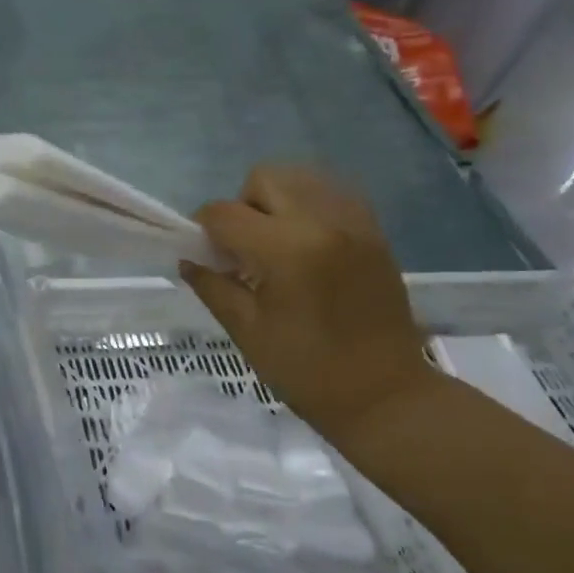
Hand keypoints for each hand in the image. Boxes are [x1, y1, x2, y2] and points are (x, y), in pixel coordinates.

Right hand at [180, 166, 437, 442]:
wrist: (385, 395)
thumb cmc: (307, 370)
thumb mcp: (247, 331)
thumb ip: (213, 287)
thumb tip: (188, 260)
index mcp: (287, 250)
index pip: (224, 213)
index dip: (204, 229)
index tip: (205, 253)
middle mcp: (322, 222)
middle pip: (263, 179)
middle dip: (242, 207)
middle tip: (244, 249)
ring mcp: (353, 222)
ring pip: (299, 177)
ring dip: (276, 201)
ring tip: (276, 244)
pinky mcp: (373, 231)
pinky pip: (331, 193)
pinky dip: (309, 206)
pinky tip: (306, 243)